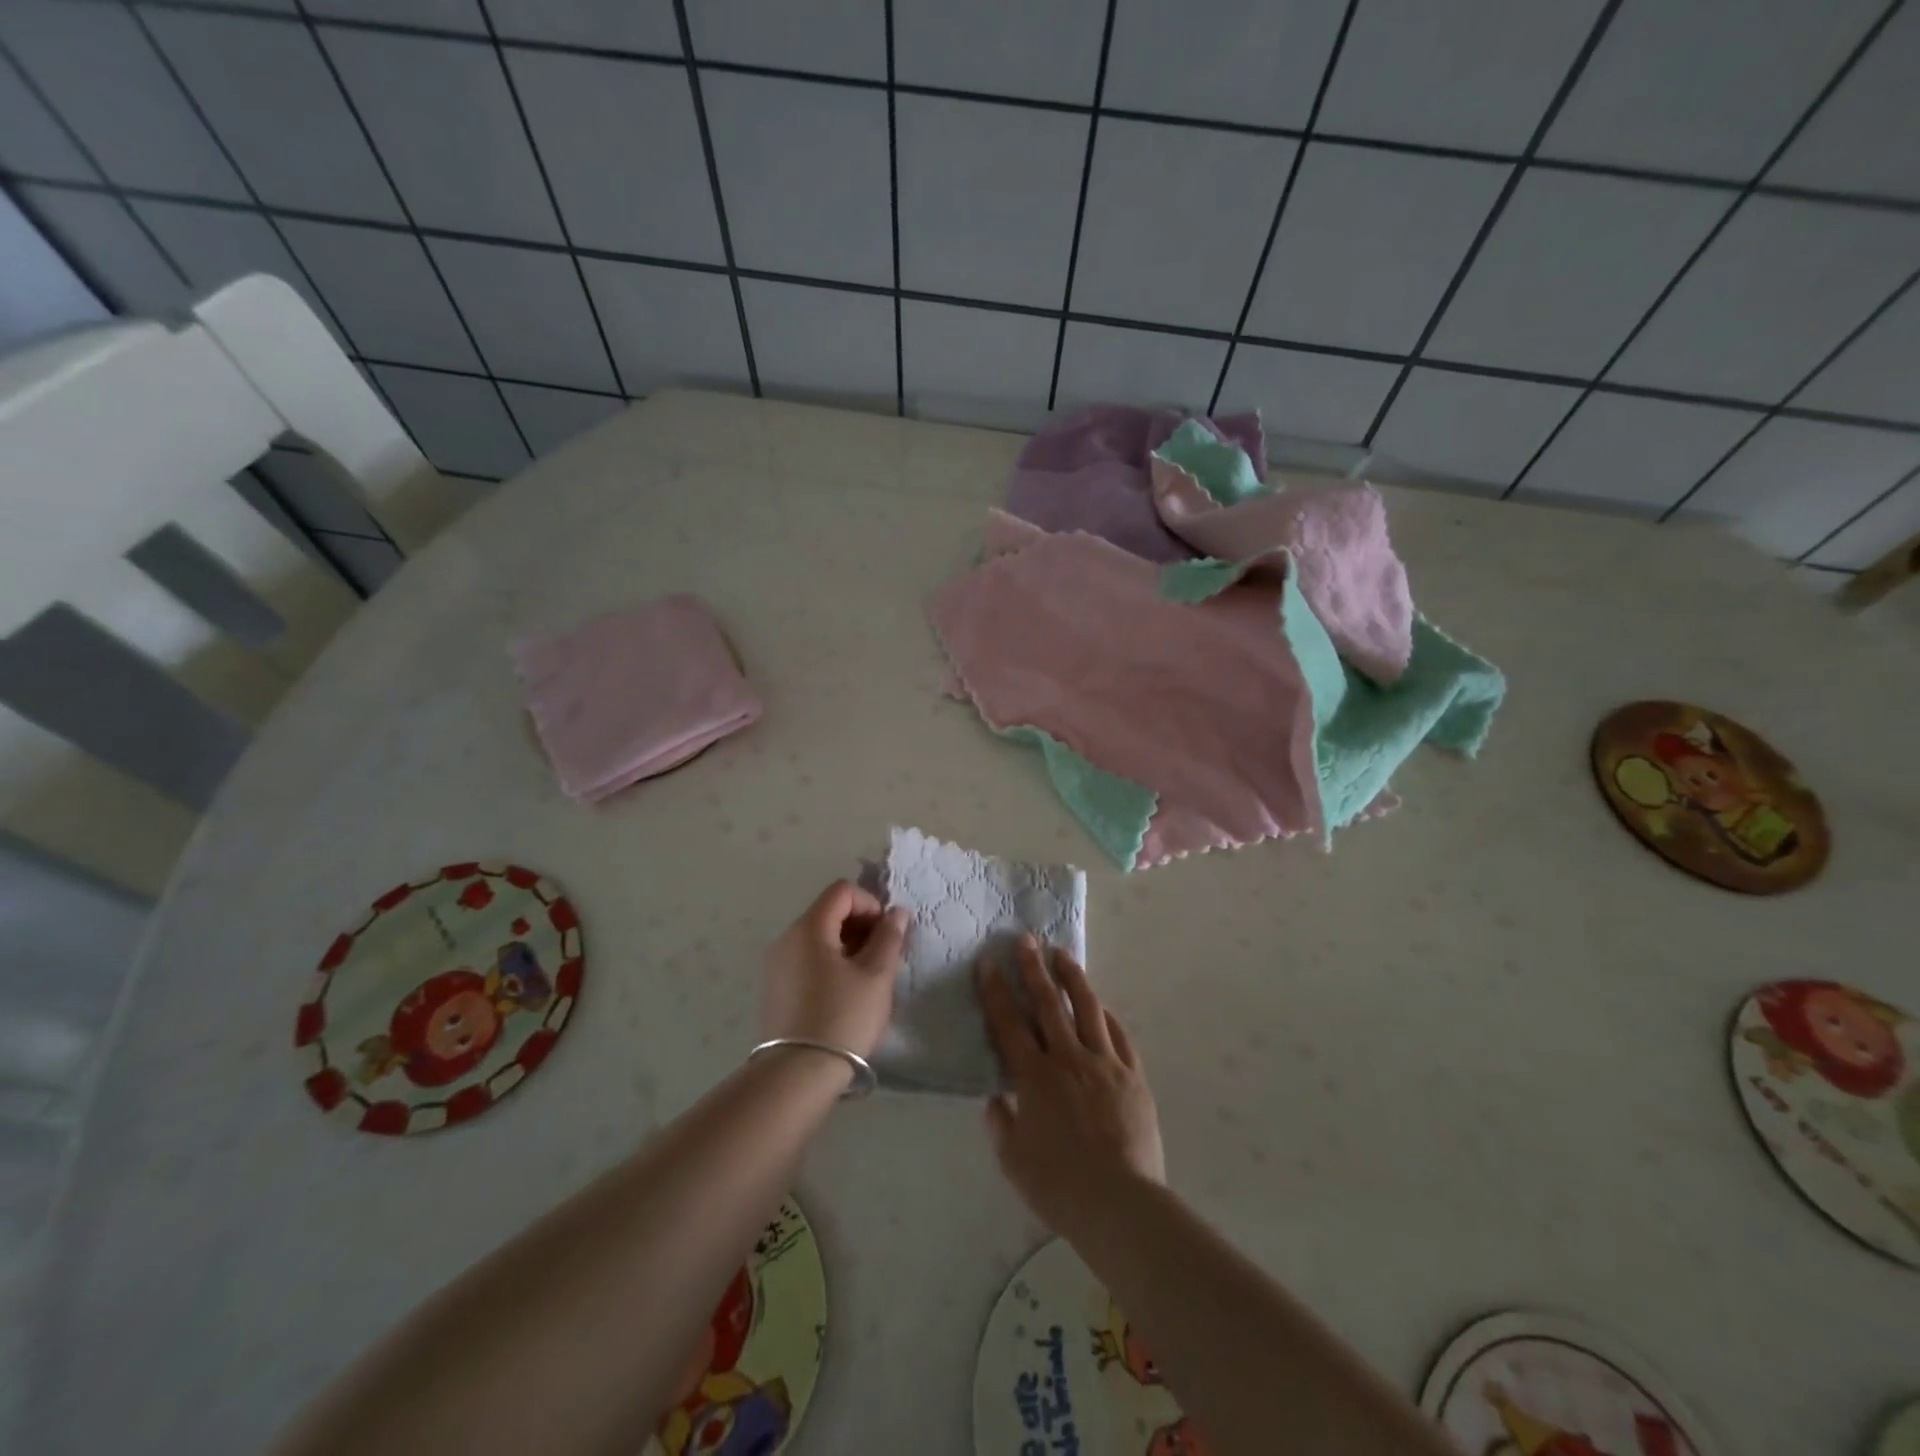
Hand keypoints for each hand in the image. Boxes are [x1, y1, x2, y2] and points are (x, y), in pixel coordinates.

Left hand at [761, 880, 907, 1057]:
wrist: (796, 1075)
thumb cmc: (842, 1018)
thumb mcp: (876, 976)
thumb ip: (889, 937)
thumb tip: (896, 912)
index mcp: (809, 928)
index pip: (842, 891)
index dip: (870, 903)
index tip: (888, 933)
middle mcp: (787, 938)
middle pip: (828, 912)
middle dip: (861, 925)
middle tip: (884, 956)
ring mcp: (777, 965)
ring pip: (818, 937)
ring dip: (848, 945)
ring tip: (868, 977)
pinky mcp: (776, 989)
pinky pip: (807, 959)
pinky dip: (830, 963)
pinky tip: (845, 993)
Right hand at [979, 937, 1164, 1237]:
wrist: (1121, 1204)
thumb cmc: (1060, 1186)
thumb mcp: (1014, 1160)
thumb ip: (1002, 1124)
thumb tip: (997, 1099)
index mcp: (1035, 1077)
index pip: (1009, 1023)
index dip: (996, 991)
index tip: (988, 962)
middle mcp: (1068, 1059)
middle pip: (1048, 1004)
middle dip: (1033, 969)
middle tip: (1025, 940)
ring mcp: (1105, 1064)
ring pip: (1087, 1009)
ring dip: (1072, 978)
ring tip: (1063, 954)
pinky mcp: (1133, 1076)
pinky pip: (1119, 1036)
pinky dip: (1106, 1016)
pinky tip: (1101, 1005)